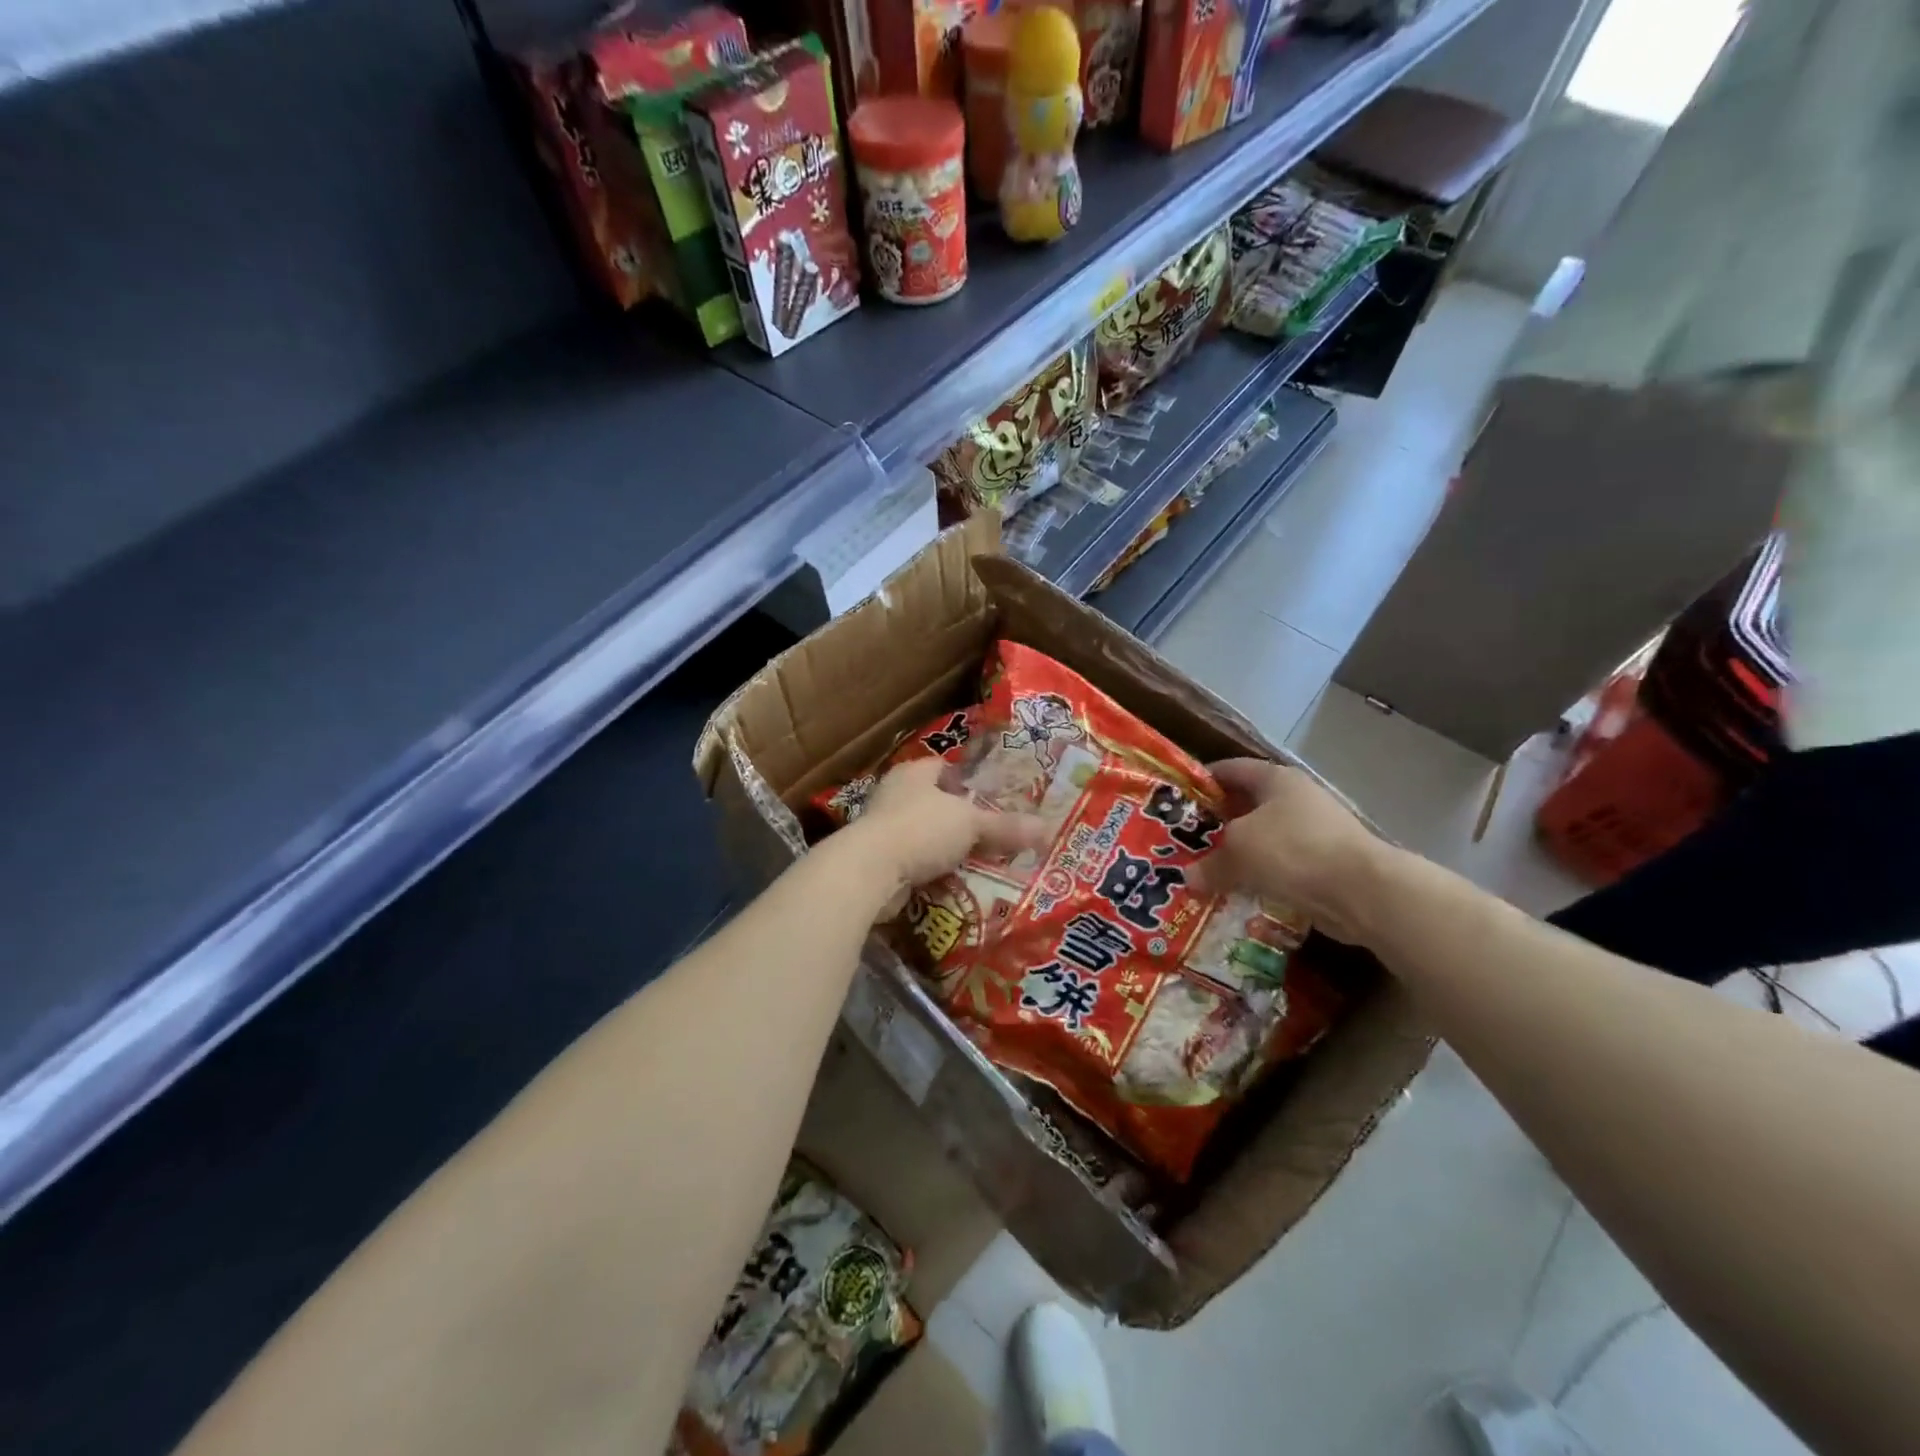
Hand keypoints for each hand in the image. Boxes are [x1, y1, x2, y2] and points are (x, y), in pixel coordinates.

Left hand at [840, 759, 1048, 900]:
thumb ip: (1005, 827)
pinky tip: (952, 882)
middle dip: (959, 818)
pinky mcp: (877, 859)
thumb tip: (1047, 829)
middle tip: (991, 833)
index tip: (991, 797)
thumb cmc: (920, 830)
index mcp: (914, 773)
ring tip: (977, 861)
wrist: (869, 871)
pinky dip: (930, 870)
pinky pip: (913, 861)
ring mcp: (882, 827)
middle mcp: (894, 794)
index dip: (968, 780)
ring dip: (945, 847)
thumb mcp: (970, 824)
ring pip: (923, 833)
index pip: (944, 767)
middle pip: (934, 802)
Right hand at [1188, 758, 1392, 944]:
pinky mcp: (1325, 864)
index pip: (1231, 769)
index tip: (1179, 798)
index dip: (1203, 780)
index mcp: (1275, 779)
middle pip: (1247, 805)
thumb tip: (1188, 877)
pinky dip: (1261, 878)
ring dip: (1239, 855)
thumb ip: (1209, 863)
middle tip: (1188, 840)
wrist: (1362, 891)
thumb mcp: (1238, 851)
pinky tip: (1239, 893)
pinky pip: (1281, 867)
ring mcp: (1314, 832)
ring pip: (1264, 839)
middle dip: (1218, 823)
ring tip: (1208, 870)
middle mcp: (1296, 799)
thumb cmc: (1292, 850)